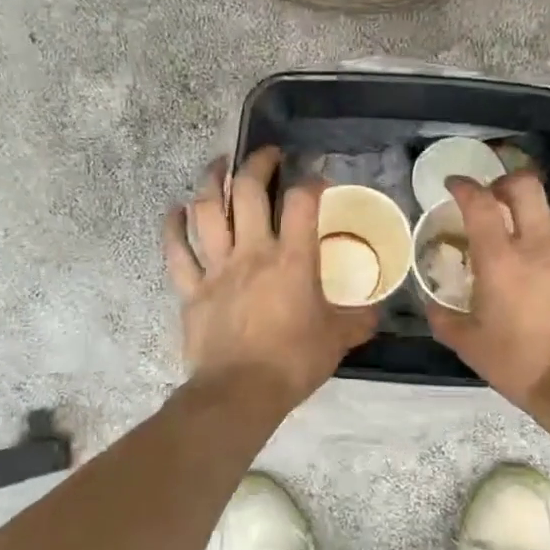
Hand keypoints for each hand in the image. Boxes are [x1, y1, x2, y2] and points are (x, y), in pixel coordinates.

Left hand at [163, 147, 376, 405]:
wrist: (239, 394)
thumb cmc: (293, 363)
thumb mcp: (337, 340)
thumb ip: (358, 320)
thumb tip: (375, 312)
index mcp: (292, 259)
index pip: (302, 202)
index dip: (312, 182)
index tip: (317, 180)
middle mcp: (252, 252)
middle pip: (248, 191)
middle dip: (258, 164)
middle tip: (268, 156)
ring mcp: (216, 268)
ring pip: (206, 211)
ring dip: (211, 182)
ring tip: (219, 166)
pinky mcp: (191, 289)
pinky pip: (176, 251)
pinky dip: (173, 227)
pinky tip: (175, 210)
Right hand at [423, 172, 549, 414]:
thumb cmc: (520, 365)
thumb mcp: (469, 346)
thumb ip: (445, 319)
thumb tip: (433, 305)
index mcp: (501, 260)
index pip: (479, 203)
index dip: (464, 186)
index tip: (455, 185)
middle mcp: (540, 246)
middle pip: (526, 187)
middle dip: (507, 182)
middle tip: (497, 198)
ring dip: (540, 217)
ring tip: (534, 237)